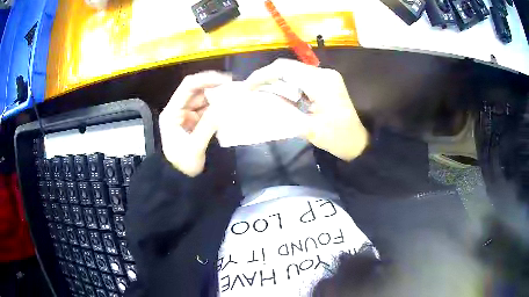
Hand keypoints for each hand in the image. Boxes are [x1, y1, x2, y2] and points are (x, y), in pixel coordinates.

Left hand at [159, 71, 231, 176]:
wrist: (179, 179)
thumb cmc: (182, 165)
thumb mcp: (194, 147)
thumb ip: (208, 126)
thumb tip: (225, 106)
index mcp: (172, 112)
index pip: (188, 87)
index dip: (206, 79)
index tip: (226, 80)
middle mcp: (179, 109)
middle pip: (197, 91)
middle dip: (215, 87)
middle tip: (236, 88)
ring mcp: (187, 115)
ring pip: (204, 99)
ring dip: (219, 97)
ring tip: (236, 96)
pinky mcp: (195, 122)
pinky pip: (208, 110)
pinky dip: (219, 108)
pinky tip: (230, 107)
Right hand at [246, 59, 367, 160]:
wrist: (358, 142)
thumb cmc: (336, 138)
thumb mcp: (307, 128)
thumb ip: (283, 109)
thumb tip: (262, 98)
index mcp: (321, 83)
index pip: (285, 69)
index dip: (262, 75)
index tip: (247, 87)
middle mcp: (324, 73)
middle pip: (288, 66)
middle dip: (266, 76)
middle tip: (251, 89)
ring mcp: (326, 75)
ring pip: (293, 70)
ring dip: (276, 79)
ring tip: (260, 90)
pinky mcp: (326, 81)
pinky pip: (301, 76)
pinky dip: (286, 83)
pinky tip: (277, 92)